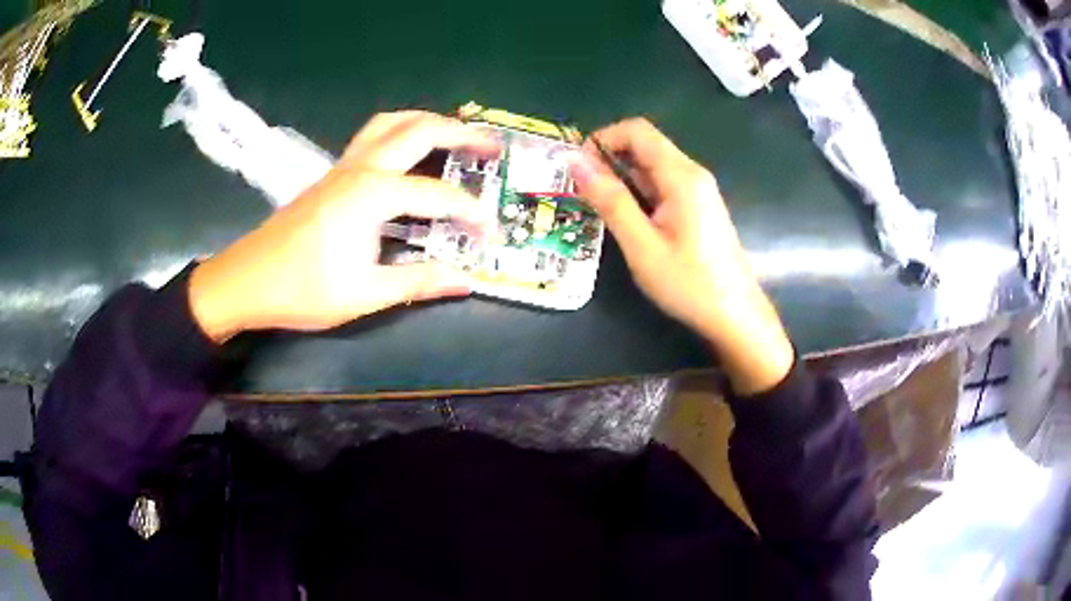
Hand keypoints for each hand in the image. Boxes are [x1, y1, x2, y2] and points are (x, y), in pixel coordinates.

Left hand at [188, 111, 499, 342]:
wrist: (247, 281)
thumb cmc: (303, 289)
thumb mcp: (365, 294)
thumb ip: (418, 282)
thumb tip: (466, 281)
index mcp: (373, 195)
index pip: (438, 196)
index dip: (471, 214)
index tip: (491, 235)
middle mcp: (361, 169)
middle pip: (419, 130)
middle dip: (462, 134)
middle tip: (492, 148)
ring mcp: (343, 167)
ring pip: (391, 123)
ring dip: (428, 122)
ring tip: (455, 136)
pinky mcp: (332, 175)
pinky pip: (373, 137)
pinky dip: (402, 133)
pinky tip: (409, 156)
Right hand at [570, 118, 792, 393]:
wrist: (735, 315)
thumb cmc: (689, 283)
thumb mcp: (642, 245)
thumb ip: (610, 200)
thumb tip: (574, 161)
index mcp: (681, 176)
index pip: (637, 131)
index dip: (603, 139)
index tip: (579, 169)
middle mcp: (692, 174)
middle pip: (645, 145)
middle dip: (609, 160)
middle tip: (583, 193)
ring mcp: (698, 190)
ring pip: (653, 166)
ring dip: (622, 178)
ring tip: (600, 210)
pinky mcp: (699, 206)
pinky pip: (663, 185)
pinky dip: (639, 192)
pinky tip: (629, 221)